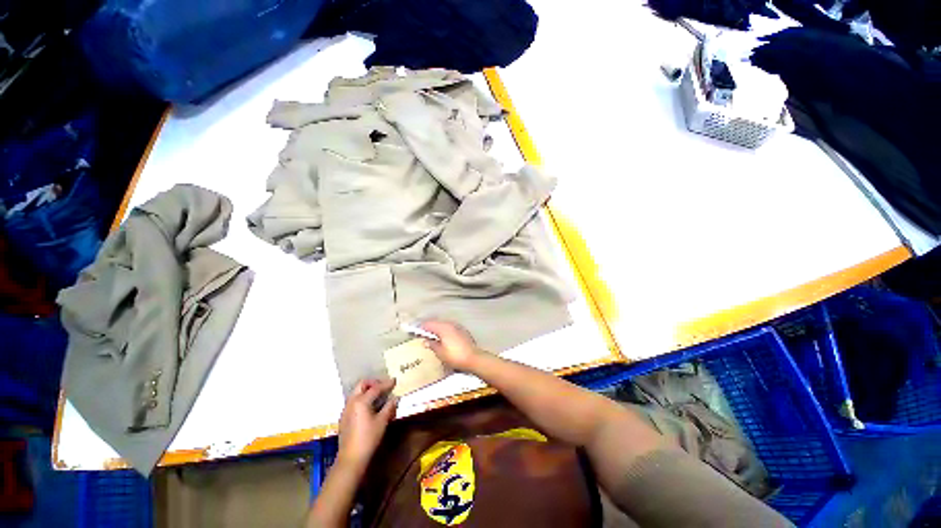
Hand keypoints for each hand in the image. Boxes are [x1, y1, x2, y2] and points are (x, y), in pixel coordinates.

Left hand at [337, 378, 397, 470]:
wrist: (351, 459)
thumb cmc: (368, 439)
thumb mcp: (382, 422)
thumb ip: (389, 407)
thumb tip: (395, 398)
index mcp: (361, 401)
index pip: (376, 388)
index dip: (386, 384)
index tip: (394, 381)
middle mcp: (351, 402)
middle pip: (362, 385)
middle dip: (373, 383)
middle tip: (383, 387)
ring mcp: (346, 410)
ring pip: (356, 392)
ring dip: (367, 390)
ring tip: (378, 396)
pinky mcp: (344, 418)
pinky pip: (353, 401)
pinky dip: (362, 399)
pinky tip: (369, 407)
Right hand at [421, 320, 481, 371]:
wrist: (473, 358)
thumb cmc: (455, 356)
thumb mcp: (440, 353)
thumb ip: (432, 345)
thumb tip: (426, 341)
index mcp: (443, 327)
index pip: (429, 324)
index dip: (420, 326)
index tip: (413, 329)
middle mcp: (450, 324)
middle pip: (436, 322)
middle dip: (428, 326)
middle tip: (421, 331)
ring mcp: (458, 326)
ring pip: (444, 324)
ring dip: (437, 327)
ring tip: (431, 333)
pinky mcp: (463, 331)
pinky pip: (450, 327)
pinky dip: (444, 330)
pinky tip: (443, 336)